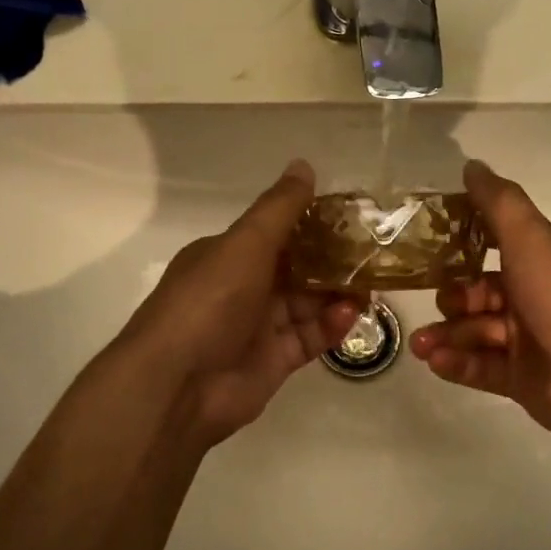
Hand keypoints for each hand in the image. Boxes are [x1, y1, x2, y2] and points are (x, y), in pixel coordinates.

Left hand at [117, 160, 361, 450]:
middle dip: (333, 261)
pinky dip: (331, 326)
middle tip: (373, 254)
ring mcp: (257, 327)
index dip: (312, 225)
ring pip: (307, 304)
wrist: (177, 385)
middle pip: (296, 269)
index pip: (276, 233)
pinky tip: (352, 315)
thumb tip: (304, 164)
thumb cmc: (209, 302)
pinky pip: (309, 337)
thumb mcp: (244, 244)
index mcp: (227, 255)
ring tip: (371, 286)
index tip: (352, 218)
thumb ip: (279, 209)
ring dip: (337, 294)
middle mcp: (242, 288)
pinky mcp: (273, 362)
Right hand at [409, 159, 550, 455]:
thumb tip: (472, 164)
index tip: (430, 246)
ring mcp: (533, 341)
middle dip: (453, 298)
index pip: (500, 244)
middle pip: (483, 292)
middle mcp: (540, 296)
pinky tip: (435, 361)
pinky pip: (482, 366)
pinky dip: (458, 362)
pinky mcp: (525, 379)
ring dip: (447, 335)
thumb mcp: (530, 238)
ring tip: (420, 345)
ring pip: (477, 331)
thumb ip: (498, 202)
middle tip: (439, 304)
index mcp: (547, 260)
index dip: (466, 244)